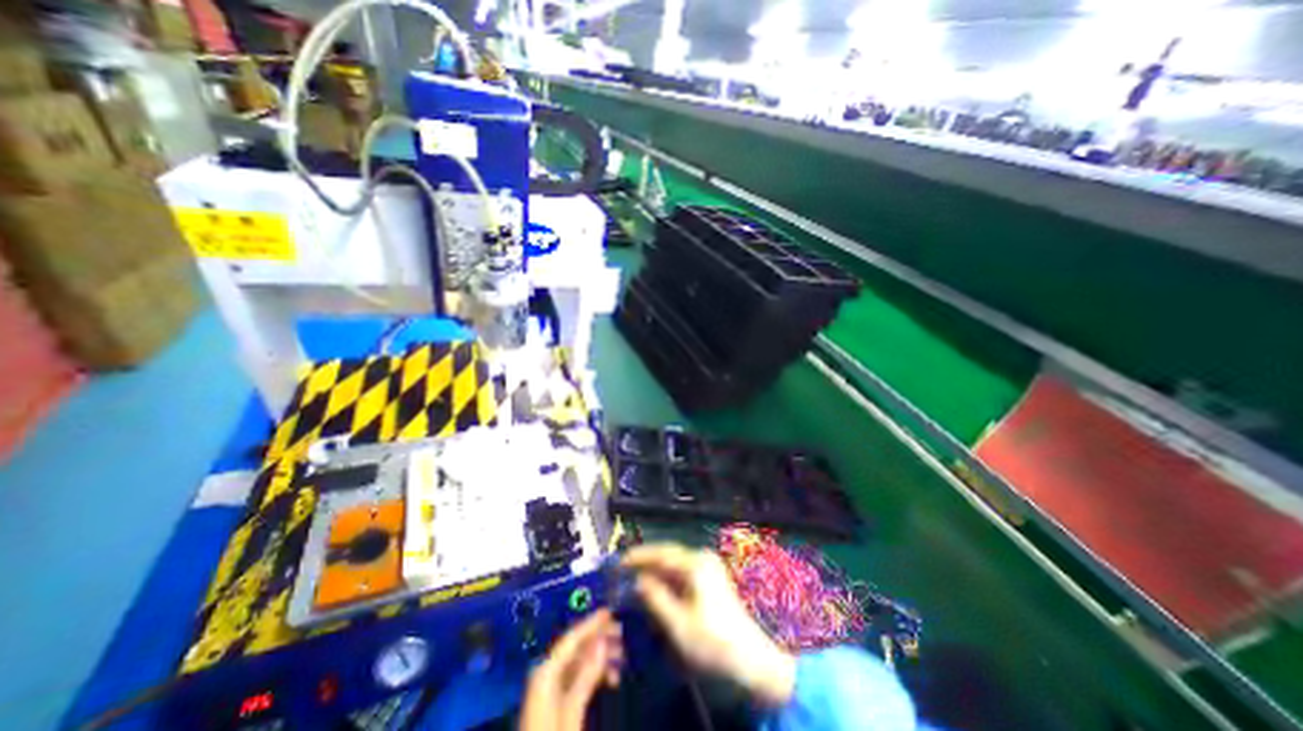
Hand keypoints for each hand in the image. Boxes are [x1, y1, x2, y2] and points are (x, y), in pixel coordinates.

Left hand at [520, 605, 620, 730]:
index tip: (610, 611)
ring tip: (621, 656)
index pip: (571, 639)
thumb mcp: (572, 714)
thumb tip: (601, 642)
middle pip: (574, 647)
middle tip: (622, 633)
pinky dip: (593, 674)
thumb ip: (585, 677)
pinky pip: (575, 677)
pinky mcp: (553, 703)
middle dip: (598, 638)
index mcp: (546, 673)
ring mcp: (548, 689)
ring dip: (599, 656)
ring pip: (577, 662)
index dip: (591, 623)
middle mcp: (545, 674)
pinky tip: (610, 678)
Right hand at [619, 543, 793, 708]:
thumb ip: (656, 598)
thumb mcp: (678, 624)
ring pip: (674, 562)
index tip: (619, 561)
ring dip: (655, 569)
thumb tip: (639, 580)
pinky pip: (683, 570)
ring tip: (635, 576)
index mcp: (695, 564)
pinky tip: (656, 586)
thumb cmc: (712, 641)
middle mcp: (702, 558)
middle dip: (645, 560)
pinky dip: (667, 577)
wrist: (750, 657)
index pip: (661, 553)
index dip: (638, 556)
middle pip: (667, 553)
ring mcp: (708, 566)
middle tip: (623, 568)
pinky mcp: (711, 577)